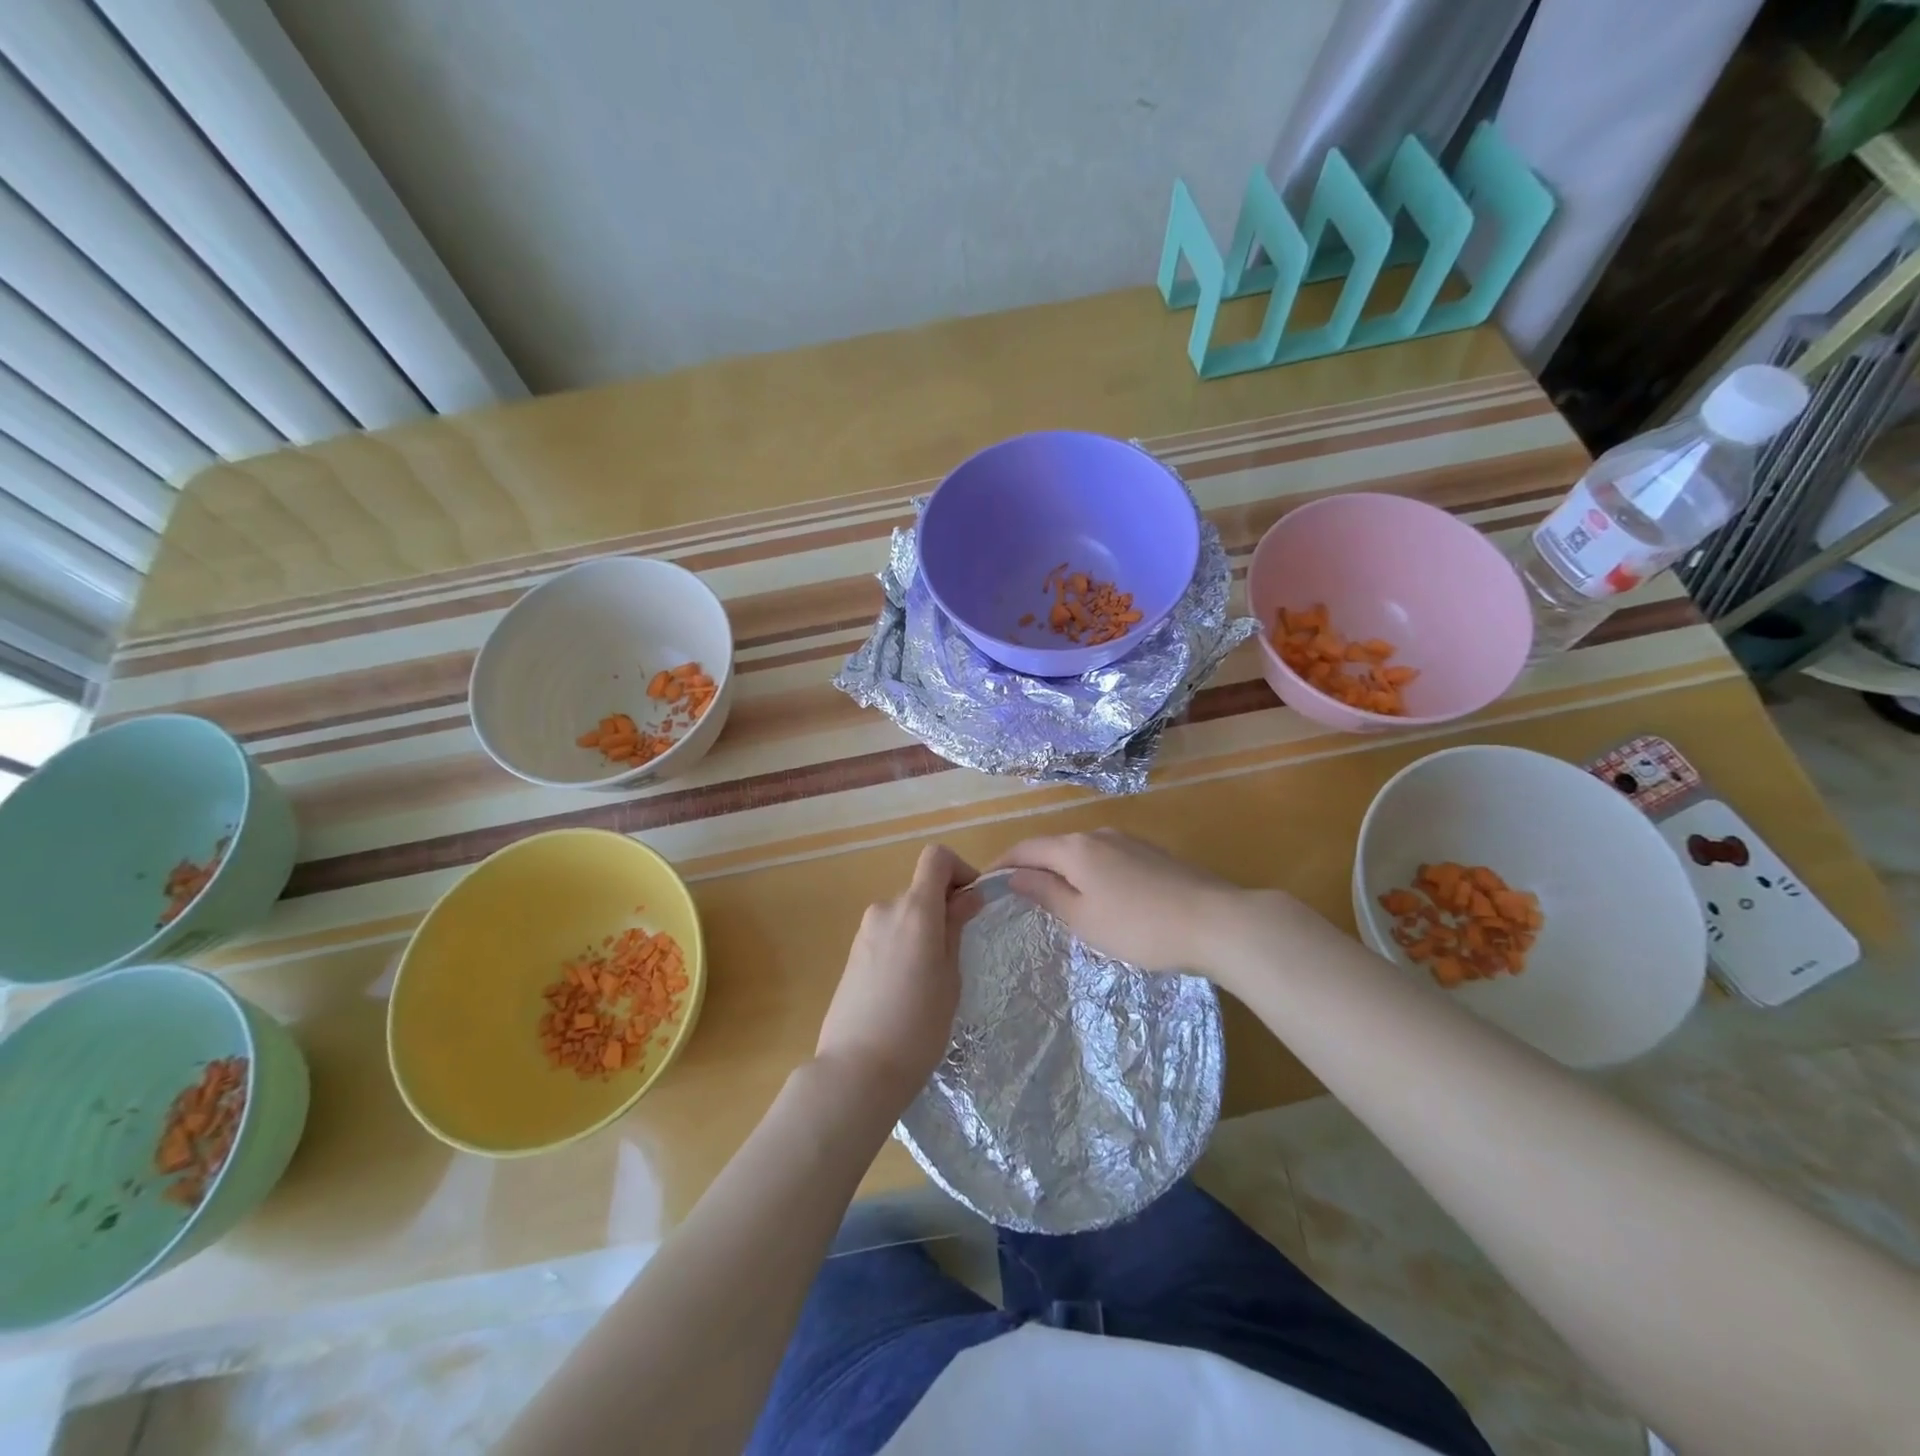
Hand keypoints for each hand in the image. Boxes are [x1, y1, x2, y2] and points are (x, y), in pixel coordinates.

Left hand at [815, 844, 978, 1113]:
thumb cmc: (918, 1026)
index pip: (936, 857)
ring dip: (923, 928)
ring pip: (904, 913)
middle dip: (944, 907)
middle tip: (959, 951)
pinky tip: (907, 988)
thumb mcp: (950, 976)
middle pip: (921, 889)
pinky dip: (904, 944)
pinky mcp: (853, 953)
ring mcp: (864, 931)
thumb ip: (955, 927)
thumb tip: (969, 895)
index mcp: (914, 909)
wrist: (857, 1070)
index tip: (972, 902)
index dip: (960, 869)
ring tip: (932, 978)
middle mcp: (885, 909)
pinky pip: (887, 934)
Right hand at [991, 829, 1288, 987]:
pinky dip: (1090, 873)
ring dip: (1062, 870)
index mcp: (1075, 848)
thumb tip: (1014, 876)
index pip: (1026, 848)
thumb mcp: (1083, 918)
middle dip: (1032, 867)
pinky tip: (1099, 896)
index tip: (985, 883)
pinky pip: (1106, 858)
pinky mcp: (1152, 854)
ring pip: (1082, 852)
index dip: (1003, 863)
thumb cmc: (1139, 926)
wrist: (1216, 921)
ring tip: (1056, 899)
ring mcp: (1129, 841)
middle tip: (1018, 896)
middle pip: (1054, 847)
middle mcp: (1098, 834)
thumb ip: (1046, 893)